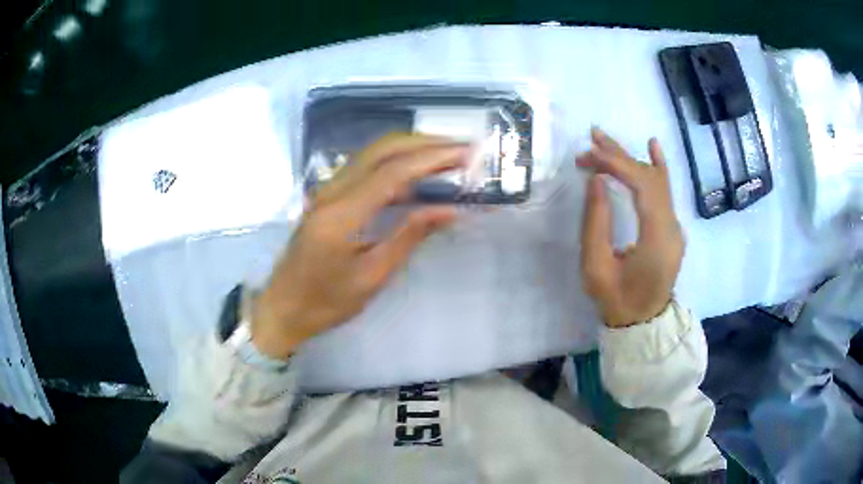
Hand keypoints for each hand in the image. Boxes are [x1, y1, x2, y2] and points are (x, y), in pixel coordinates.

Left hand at [252, 134, 467, 358]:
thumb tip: (449, 209)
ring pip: (372, 154)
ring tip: (446, 155)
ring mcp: (327, 191)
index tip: (467, 154)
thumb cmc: (325, 303)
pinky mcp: (327, 197)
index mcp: (342, 214)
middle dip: (424, 143)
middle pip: (382, 149)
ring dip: (411, 148)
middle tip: (462, 149)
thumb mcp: (371, 277)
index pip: (394, 172)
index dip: (433, 158)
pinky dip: (395, 163)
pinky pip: (364, 168)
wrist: (281, 309)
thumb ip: (409, 236)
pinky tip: (416, 175)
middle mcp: (332, 191)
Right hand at [576, 128, 683, 327]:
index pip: (642, 185)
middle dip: (618, 157)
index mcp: (657, 238)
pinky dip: (658, 166)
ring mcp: (675, 226)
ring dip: (630, 159)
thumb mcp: (596, 267)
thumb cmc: (616, 300)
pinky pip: (665, 191)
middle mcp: (672, 227)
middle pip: (649, 178)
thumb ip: (596, 222)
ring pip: (657, 180)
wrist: (642, 323)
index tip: (589, 155)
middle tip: (589, 144)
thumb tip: (597, 180)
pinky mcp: (672, 227)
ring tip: (604, 140)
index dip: (616, 164)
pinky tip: (653, 145)